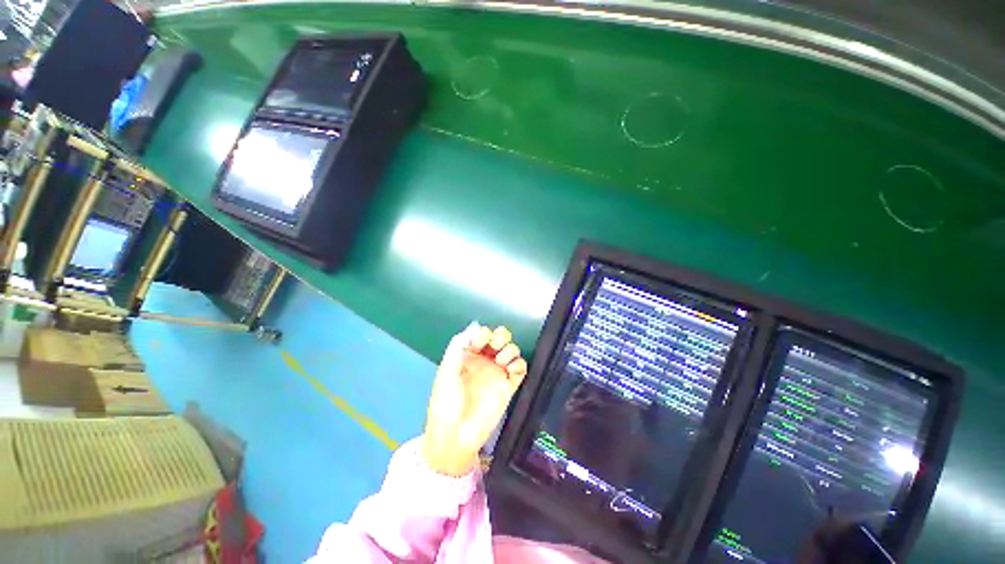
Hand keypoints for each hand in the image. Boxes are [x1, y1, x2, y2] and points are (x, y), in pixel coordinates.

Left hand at [423, 323, 527, 476]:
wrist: (455, 438)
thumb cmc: (446, 403)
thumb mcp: (445, 372)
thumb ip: (457, 347)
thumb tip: (475, 326)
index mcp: (467, 356)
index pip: (481, 335)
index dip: (483, 334)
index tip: (480, 342)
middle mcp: (484, 361)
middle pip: (499, 339)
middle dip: (501, 336)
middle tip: (496, 345)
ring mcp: (497, 373)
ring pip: (511, 351)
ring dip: (510, 349)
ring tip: (502, 361)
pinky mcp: (509, 386)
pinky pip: (520, 369)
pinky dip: (520, 364)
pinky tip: (511, 369)